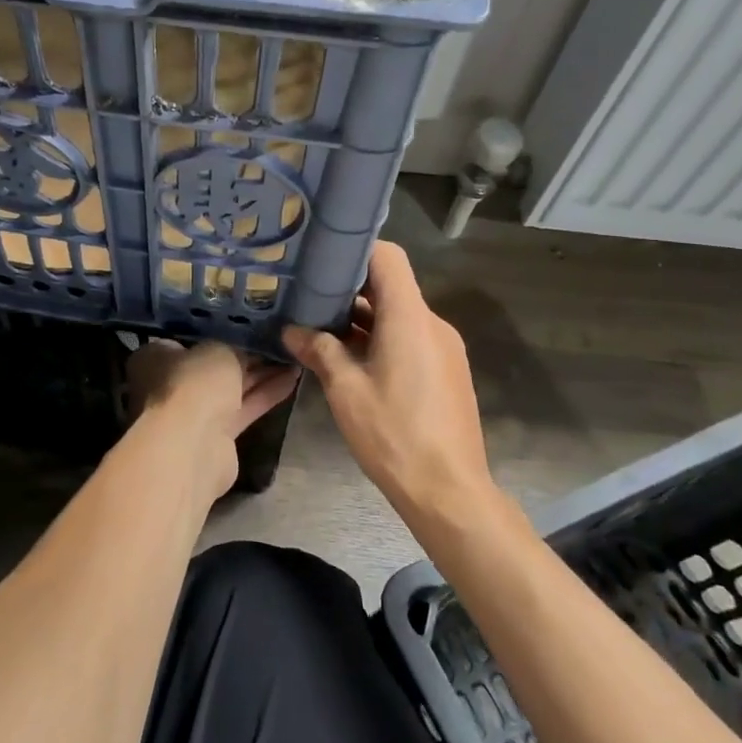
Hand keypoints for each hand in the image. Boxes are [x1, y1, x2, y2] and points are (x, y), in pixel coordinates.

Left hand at [126, 341, 296, 495]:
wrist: (193, 444)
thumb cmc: (194, 382)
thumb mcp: (217, 350)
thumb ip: (231, 347)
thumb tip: (240, 350)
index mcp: (155, 358)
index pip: (186, 339)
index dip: (215, 332)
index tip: (244, 325)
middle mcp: (169, 384)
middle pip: (211, 366)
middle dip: (244, 355)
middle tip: (276, 341)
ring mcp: (192, 412)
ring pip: (230, 388)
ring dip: (260, 375)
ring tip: (292, 356)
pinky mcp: (215, 436)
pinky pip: (243, 408)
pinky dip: (265, 394)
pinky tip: (293, 378)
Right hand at [283, 242, 492, 516]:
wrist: (449, 492)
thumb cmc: (394, 434)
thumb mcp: (346, 391)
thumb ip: (319, 351)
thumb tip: (292, 331)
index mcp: (410, 318)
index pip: (388, 257)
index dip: (354, 250)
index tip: (319, 258)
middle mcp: (431, 324)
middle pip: (390, 286)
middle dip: (348, 288)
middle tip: (306, 293)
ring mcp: (442, 349)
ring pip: (398, 315)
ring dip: (361, 318)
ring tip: (318, 327)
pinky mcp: (445, 371)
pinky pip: (408, 338)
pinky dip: (379, 339)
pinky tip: (348, 360)